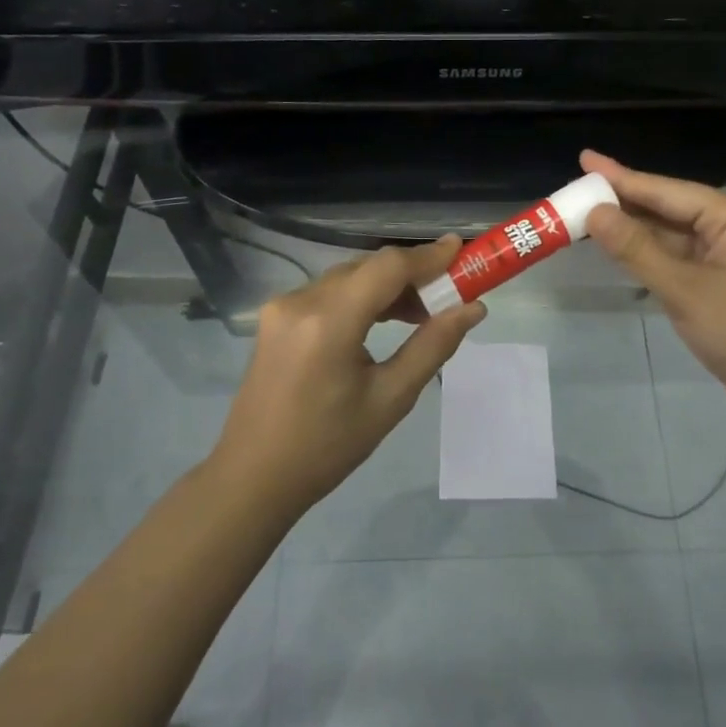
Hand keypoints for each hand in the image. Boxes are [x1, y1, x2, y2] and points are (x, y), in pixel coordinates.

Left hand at [210, 236, 486, 516]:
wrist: (253, 476)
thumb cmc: (327, 447)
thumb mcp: (390, 399)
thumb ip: (433, 346)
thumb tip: (472, 309)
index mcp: (329, 321)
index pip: (387, 267)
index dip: (428, 255)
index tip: (462, 250)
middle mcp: (301, 300)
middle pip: (368, 267)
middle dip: (412, 274)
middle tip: (450, 293)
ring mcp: (283, 306)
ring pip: (349, 277)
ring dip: (387, 286)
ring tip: (422, 314)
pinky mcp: (276, 317)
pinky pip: (329, 292)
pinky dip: (361, 297)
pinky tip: (383, 319)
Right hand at [580, 149, 725, 422]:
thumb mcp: (683, 290)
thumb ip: (636, 249)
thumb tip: (595, 212)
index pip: (667, 190)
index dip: (622, 177)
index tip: (585, 159)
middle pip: (669, 206)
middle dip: (624, 200)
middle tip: (578, 187)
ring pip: (671, 233)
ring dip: (633, 227)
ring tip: (588, 212)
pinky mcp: (721, 281)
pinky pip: (678, 256)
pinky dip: (648, 252)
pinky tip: (619, 246)